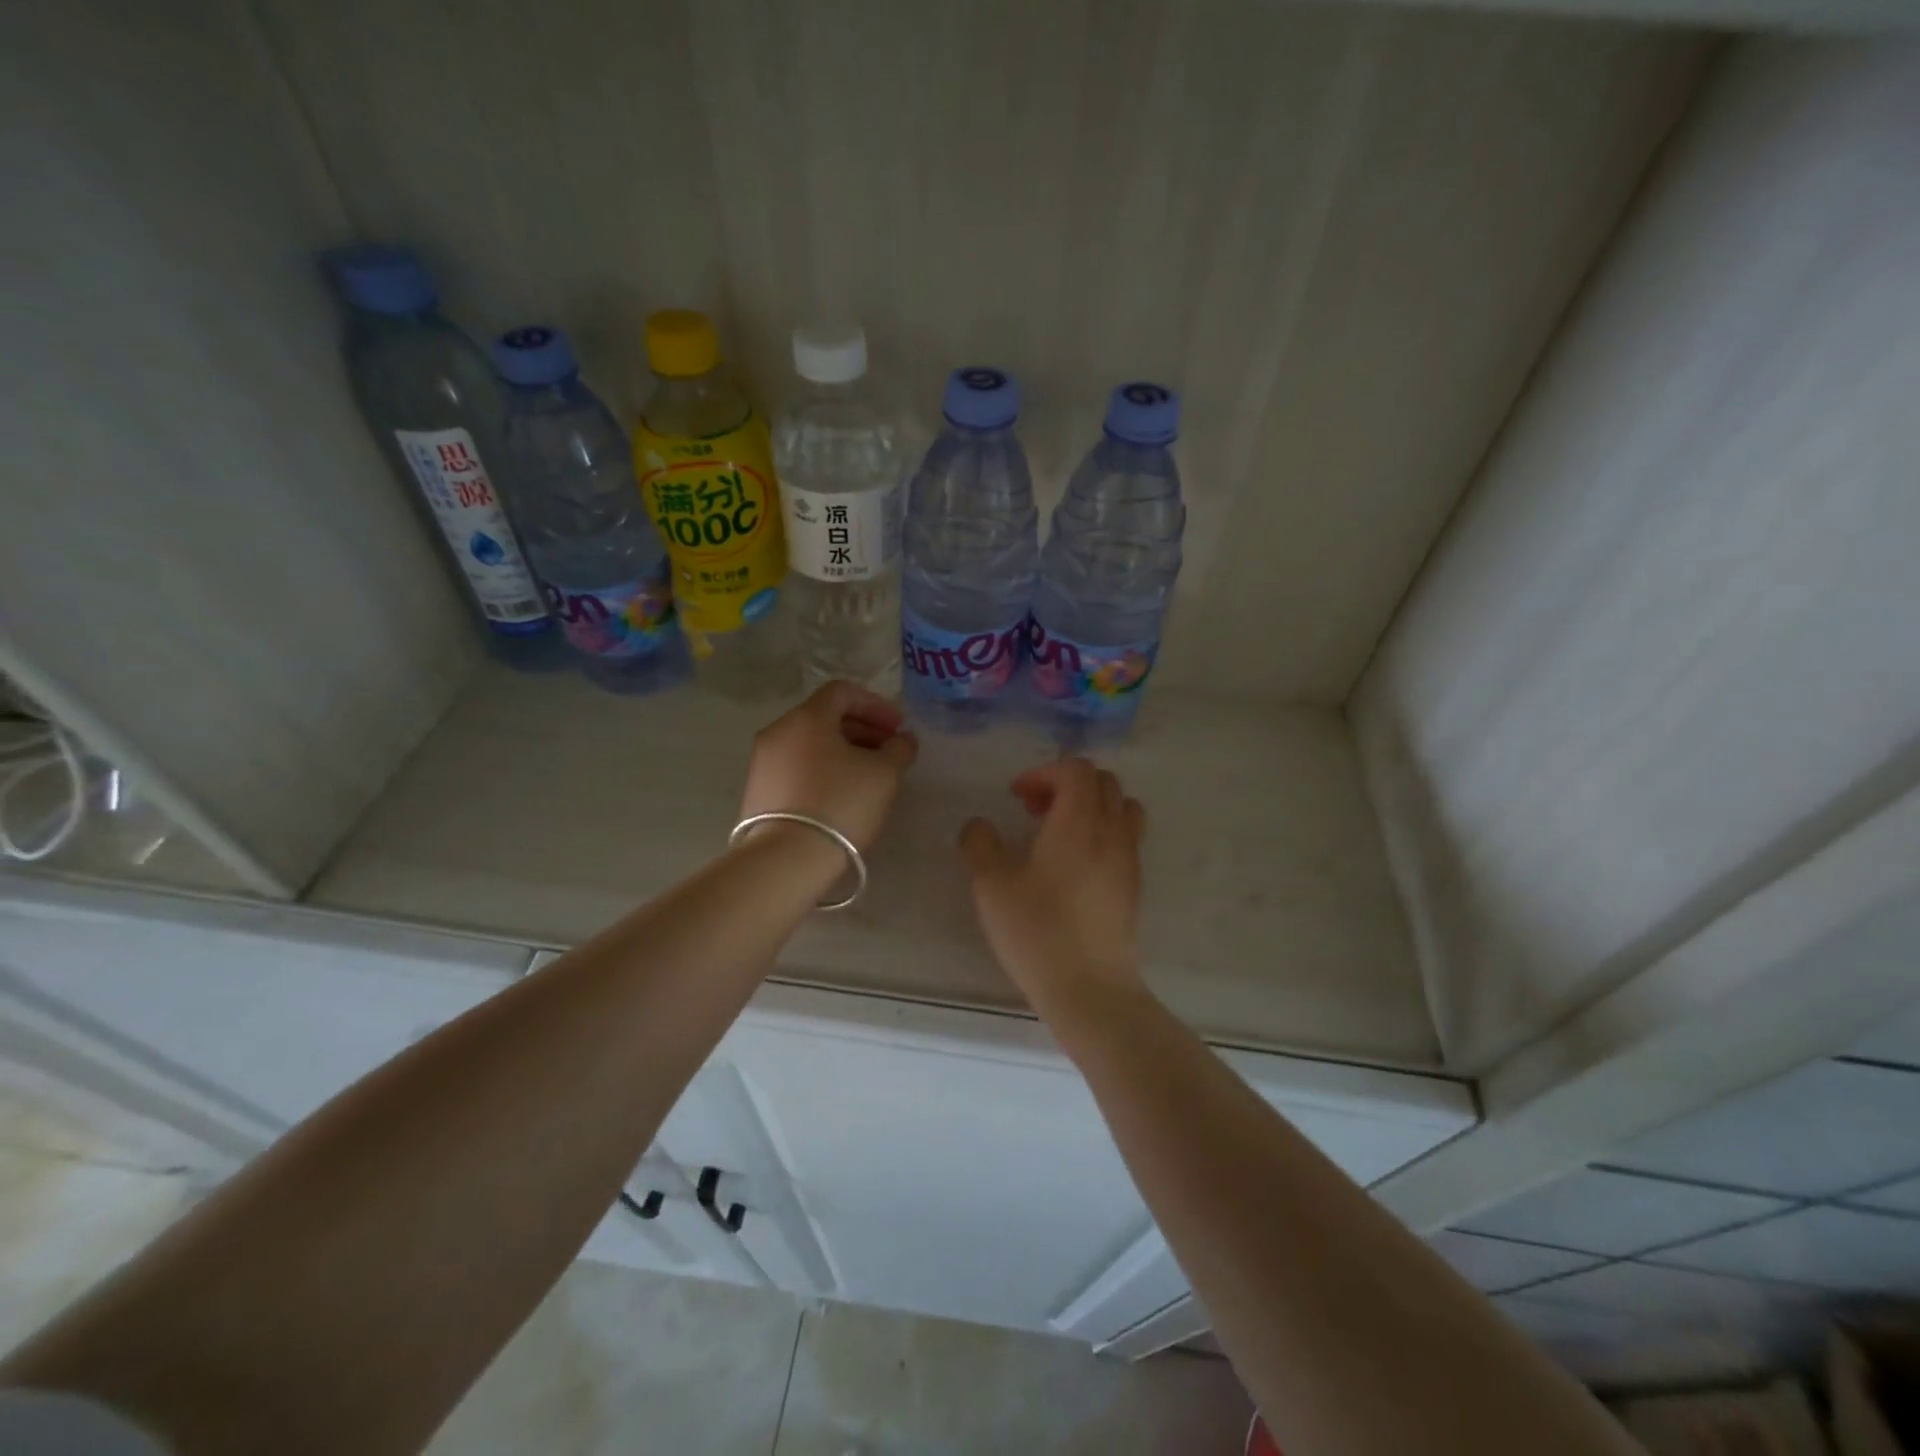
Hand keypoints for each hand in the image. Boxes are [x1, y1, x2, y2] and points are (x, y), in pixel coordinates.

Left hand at [739, 682, 917, 851]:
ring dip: (842, 751)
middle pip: (824, 716)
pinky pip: (796, 766)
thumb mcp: (884, 774)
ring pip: (809, 743)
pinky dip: (822, 769)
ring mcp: (763, 761)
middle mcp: (779, 731)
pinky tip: (840, 795)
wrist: (785, 859)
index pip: (843, 691)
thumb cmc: (840, 804)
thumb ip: (899, 749)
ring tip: (867, 776)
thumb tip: (902, 739)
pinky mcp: (758, 790)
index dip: (876, 705)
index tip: (897, 728)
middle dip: (861, 728)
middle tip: (887, 751)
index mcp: (807, 717)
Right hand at [959, 758, 1146, 1020]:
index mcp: (1078, 821)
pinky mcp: (1134, 884)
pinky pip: (1126, 836)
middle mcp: (1111, 830)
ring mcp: (1129, 857)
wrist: (1091, 989)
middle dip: (1066, 784)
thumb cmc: (1038, 931)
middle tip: (1035, 811)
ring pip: (1121, 806)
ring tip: (1059, 833)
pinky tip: (1076, 865)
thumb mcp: (991, 886)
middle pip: (1102, 781)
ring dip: (1091, 805)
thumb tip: (980, 825)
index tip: (1017, 797)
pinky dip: (1104, 831)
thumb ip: (980, 843)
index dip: (1043, 772)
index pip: (1075, 768)